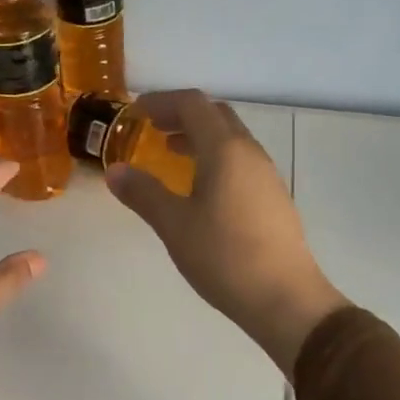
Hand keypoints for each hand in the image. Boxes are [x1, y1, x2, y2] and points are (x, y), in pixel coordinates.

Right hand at [107, 91, 347, 376]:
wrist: (284, 298)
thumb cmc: (224, 256)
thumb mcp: (174, 225)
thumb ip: (143, 193)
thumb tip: (115, 171)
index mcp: (225, 150)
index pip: (193, 104)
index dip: (162, 101)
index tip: (136, 112)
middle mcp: (250, 153)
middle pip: (216, 115)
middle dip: (182, 114)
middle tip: (153, 128)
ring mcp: (266, 176)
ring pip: (231, 139)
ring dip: (200, 136)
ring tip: (172, 153)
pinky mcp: (273, 198)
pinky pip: (240, 161)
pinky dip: (214, 158)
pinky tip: (200, 188)